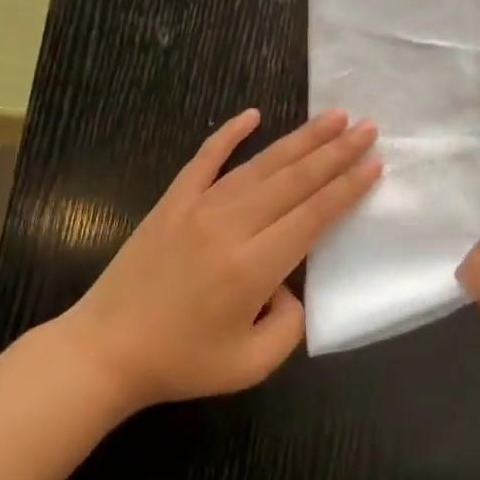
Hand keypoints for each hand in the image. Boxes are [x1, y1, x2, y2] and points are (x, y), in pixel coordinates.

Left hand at [61, 109, 380, 410]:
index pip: (313, 215)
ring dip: (300, 139)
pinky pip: (205, 158)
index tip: (374, 164)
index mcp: (254, 266)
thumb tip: (290, 285)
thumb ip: (289, 325)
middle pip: (294, 180)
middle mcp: (231, 226)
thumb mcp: (250, 366)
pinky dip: (229, 133)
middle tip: (368, 127)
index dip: (347, 188)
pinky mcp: (172, 201)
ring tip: (333, 116)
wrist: (105, 350)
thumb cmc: (181, 362)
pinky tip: (252, 114)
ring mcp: (198, 207)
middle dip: (336, 152)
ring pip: (260, 164)